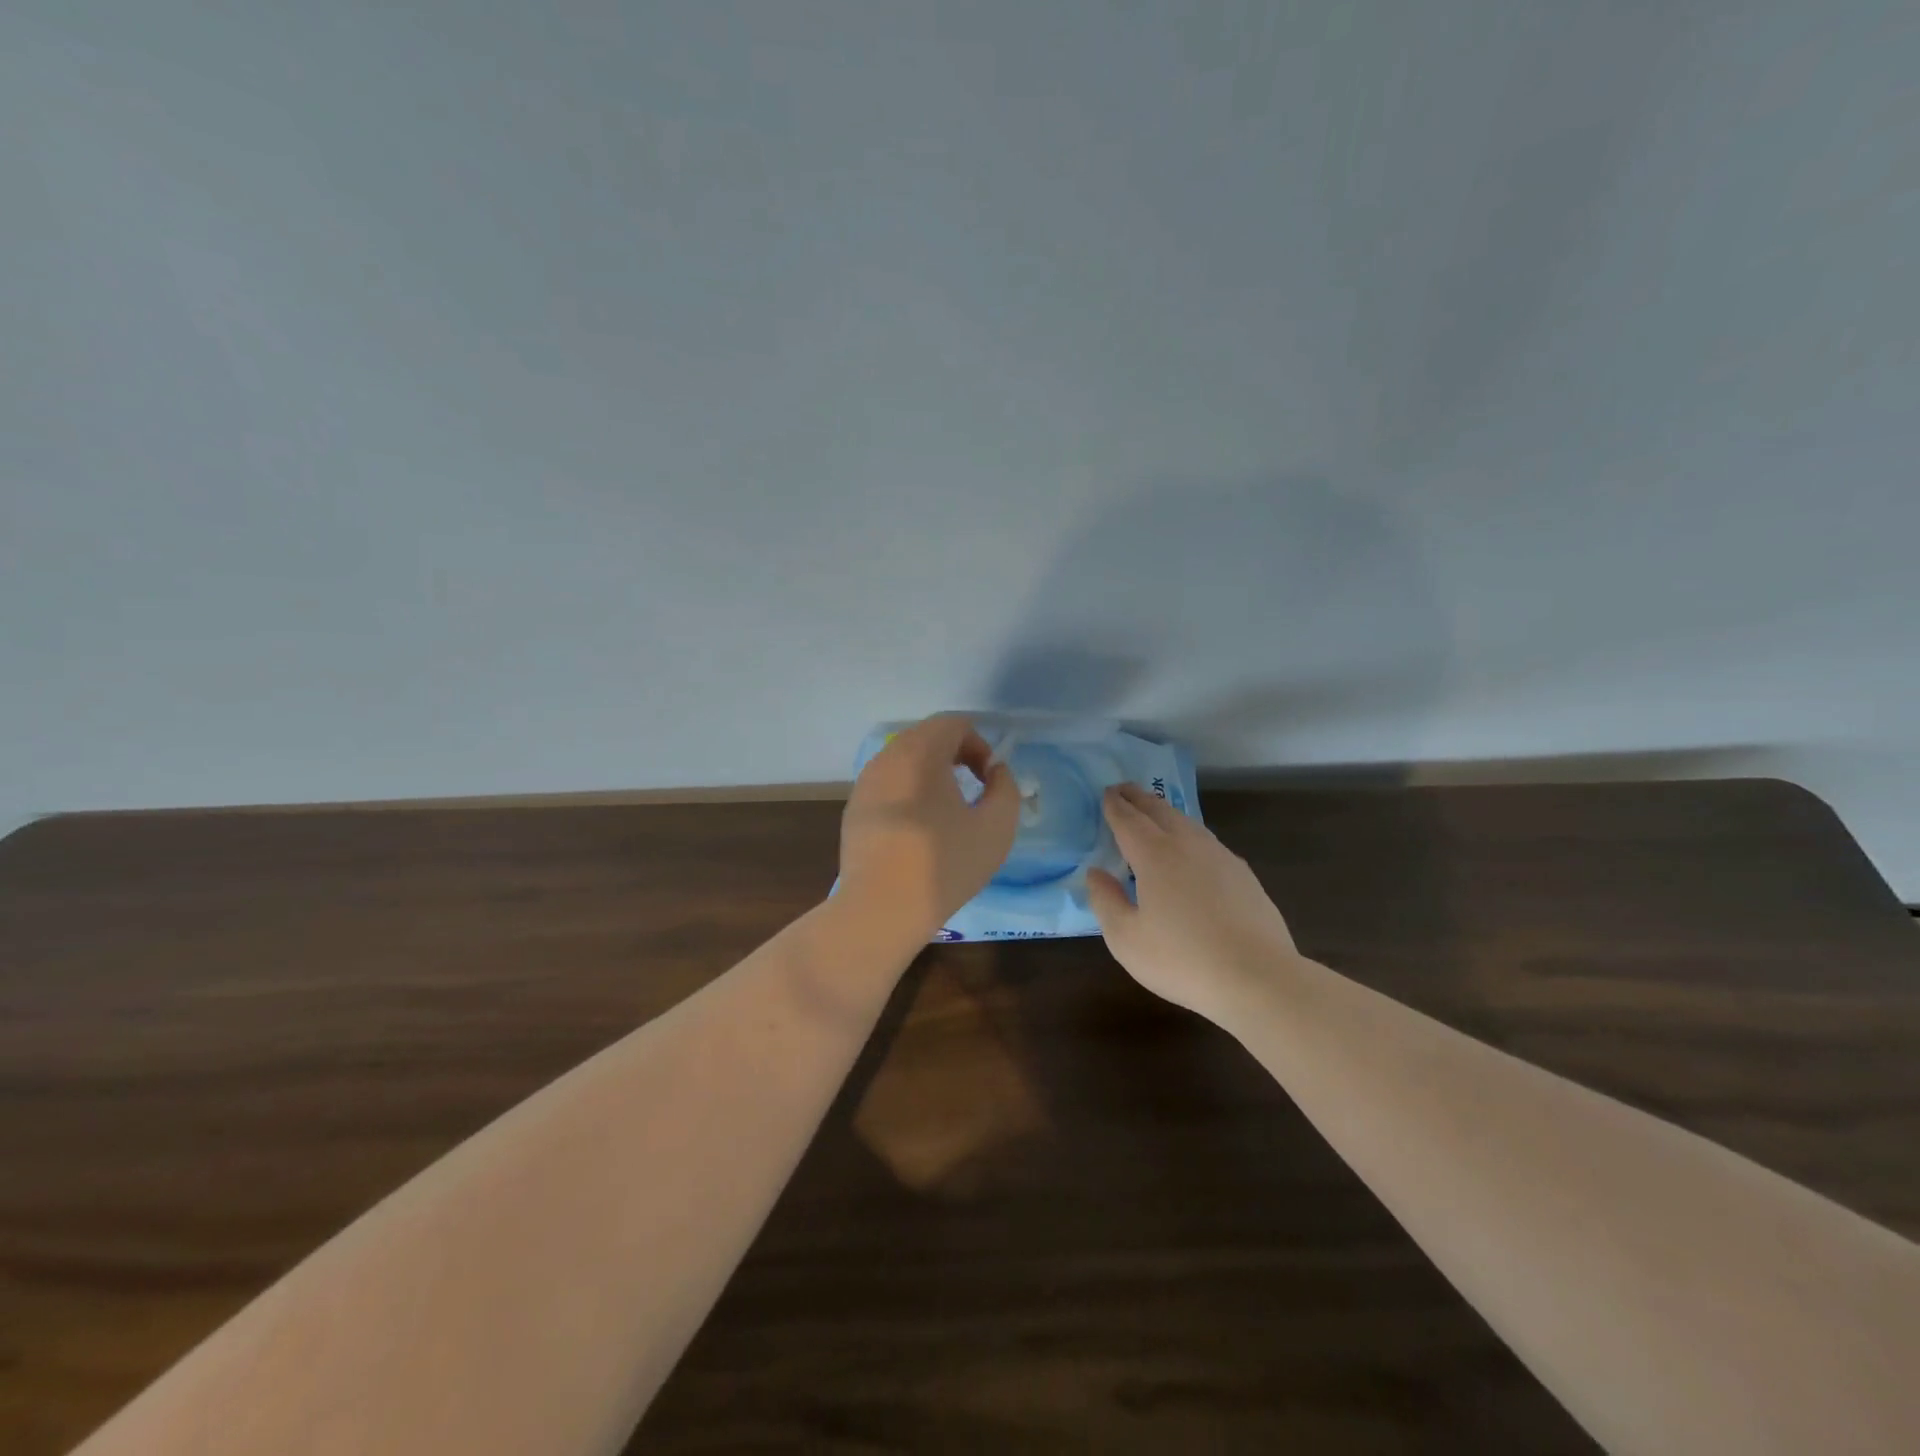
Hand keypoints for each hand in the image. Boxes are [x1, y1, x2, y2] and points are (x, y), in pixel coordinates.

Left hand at [838, 715, 1020, 945]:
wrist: (881, 909)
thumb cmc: (944, 864)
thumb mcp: (996, 827)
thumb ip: (1005, 788)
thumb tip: (994, 772)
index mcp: (920, 752)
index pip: (954, 724)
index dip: (980, 745)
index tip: (989, 781)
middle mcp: (887, 757)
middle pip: (926, 738)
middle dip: (955, 757)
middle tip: (973, 792)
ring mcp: (864, 783)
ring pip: (904, 762)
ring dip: (931, 775)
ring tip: (947, 813)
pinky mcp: (854, 809)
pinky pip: (888, 786)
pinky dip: (908, 794)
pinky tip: (918, 832)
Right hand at [1086, 783, 1298, 1019]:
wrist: (1258, 978)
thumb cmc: (1182, 960)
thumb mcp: (1126, 939)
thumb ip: (1105, 901)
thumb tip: (1095, 873)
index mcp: (1154, 855)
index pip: (1128, 819)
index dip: (1114, 805)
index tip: (1105, 793)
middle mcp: (1187, 844)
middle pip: (1159, 810)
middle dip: (1139, 798)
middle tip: (1124, 791)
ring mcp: (1220, 856)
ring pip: (1187, 822)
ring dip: (1165, 812)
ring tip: (1154, 814)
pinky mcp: (1243, 874)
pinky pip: (1207, 842)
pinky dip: (1189, 834)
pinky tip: (1191, 850)